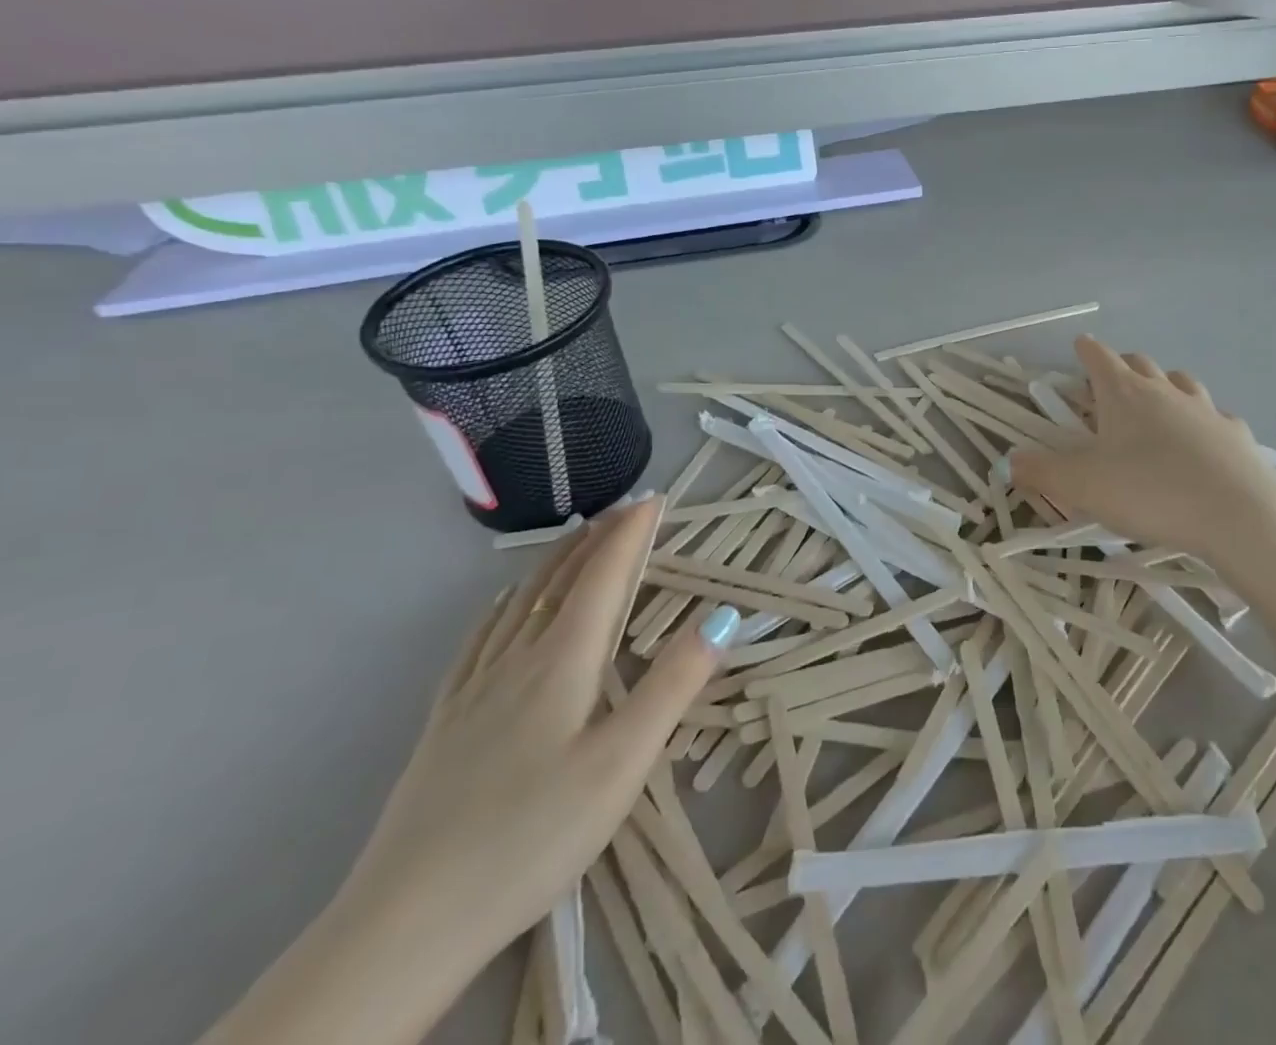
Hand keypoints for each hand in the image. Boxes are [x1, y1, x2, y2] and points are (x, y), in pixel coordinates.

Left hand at [337, 498, 724, 972]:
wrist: (405, 925)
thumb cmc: (532, 836)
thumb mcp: (622, 762)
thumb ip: (674, 684)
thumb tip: (722, 616)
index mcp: (562, 660)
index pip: (603, 575)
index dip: (630, 533)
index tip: (655, 498)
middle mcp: (517, 659)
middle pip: (560, 579)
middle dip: (596, 537)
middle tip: (625, 509)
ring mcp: (474, 690)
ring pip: (520, 601)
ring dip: (555, 561)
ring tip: (577, 539)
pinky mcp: (445, 722)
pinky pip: (480, 638)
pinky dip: (505, 604)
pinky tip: (503, 607)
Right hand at [1010, 337, 1275, 564]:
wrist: (1237, 514)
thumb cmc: (1148, 491)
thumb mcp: (1081, 487)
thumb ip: (1041, 472)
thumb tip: (1011, 461)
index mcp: (1123, 394)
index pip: (1099, 357)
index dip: (1086, 350)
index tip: (1079, 345)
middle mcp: (1164, 391)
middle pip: (1140, 363)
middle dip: (1122, 365)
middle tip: (1111, 381)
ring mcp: (1205, 409)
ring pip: (1181, 382)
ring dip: (1164, 385)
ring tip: (1156, 403)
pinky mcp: (1235, 434)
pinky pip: (1215, 416)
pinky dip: (1202, 421)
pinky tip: (1201, 441)